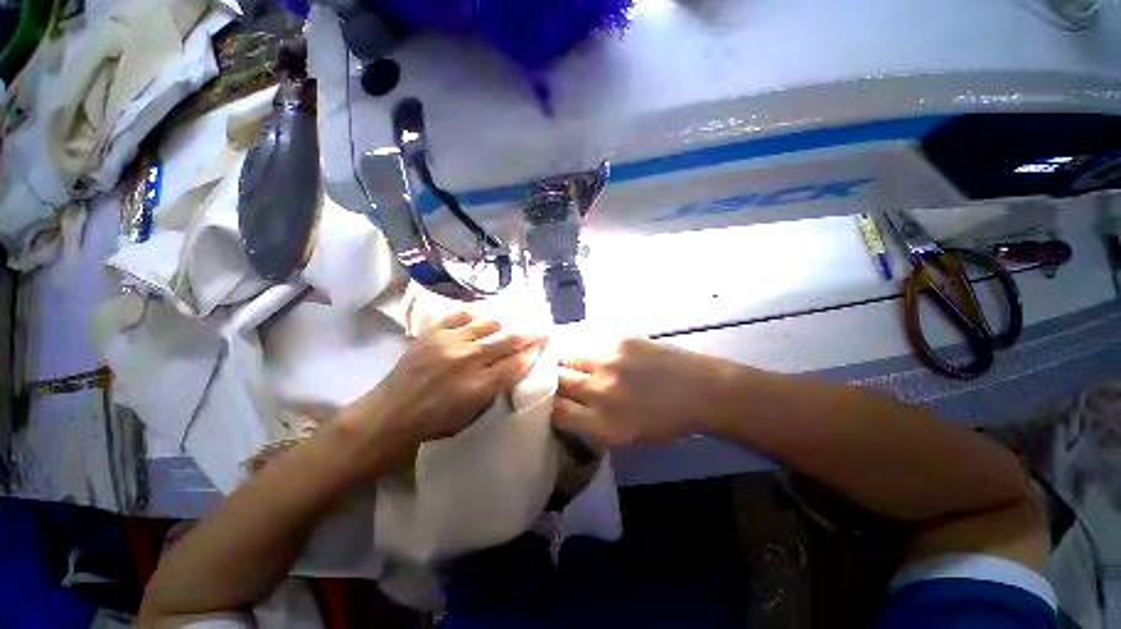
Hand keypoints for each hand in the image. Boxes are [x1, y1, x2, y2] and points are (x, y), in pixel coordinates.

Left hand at [339, 312, 543, 467]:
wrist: (388, 415)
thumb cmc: (433, 424)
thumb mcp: (472, 416)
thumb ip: (496, 389)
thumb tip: (513, 368)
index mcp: (479, 386)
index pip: (518, 363)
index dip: (534, 352)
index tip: (543, 344)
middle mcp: (468, 360)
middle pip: (510, 338)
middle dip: (531, 332)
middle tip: (542, 326)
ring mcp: (449, 342)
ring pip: (490, 322)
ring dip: (504, 325)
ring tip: (508, 326)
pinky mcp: (432, 333)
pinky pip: (462, 315)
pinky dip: (476, 317)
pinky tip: (480, 321)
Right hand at [552, 338, 740, 446]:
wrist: (700, 390)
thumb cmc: (665, 421)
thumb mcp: (626, 437)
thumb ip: (592, 425)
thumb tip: (566, 408)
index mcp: (602, 423)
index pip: (556, 411)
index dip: (548, 405)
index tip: (548, 400)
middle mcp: (600, 391)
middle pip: (558, 381)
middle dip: (552, 380)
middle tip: (555, 379)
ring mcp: (609, 361)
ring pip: (570, 358)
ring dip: (567, 363)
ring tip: (572, 364)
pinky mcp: (620, 341)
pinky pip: (593, 346)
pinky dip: (592, 353)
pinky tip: (602, 356)